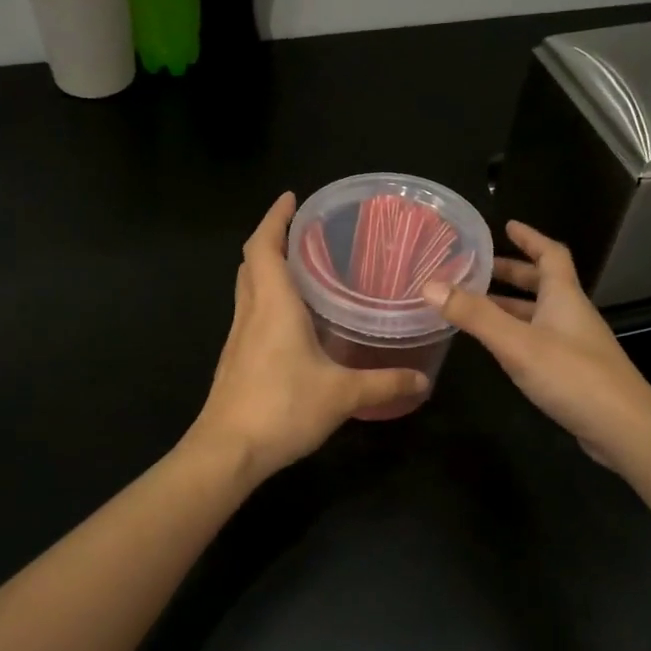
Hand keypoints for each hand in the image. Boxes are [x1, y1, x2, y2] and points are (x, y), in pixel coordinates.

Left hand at [190, 193, 428, 482]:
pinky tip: (292, 321)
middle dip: (272, 239)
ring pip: (248, 288)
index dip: (274, 218)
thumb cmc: (281, 408)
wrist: (227, 451)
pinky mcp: (236, 360)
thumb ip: (384, 383)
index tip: (291, 199)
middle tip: (302, 232)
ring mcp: (239, 337)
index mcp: (273, 305)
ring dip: (267, 269)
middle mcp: (251, 312)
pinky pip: (250, 314)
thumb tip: (424, 380)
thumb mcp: (341, 395)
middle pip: (252, 263)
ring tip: (301, 268)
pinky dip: (266, 300)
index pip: (263, 247)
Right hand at [425, 221, 650, 466]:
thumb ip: (474, 315)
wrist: (624, 429)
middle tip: (478, 268)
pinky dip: (516, 333)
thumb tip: (430, 285)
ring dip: (510, 305)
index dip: (530, 237)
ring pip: (539, 313)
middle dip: (512, 272)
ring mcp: (575, 344)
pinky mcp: (574, 371)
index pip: (550, 254)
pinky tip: (498, 347)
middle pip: (543, 283)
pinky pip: (540, 339)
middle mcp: (571, 314)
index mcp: (563, 296)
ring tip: (474, 305)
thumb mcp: (517, 343)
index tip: (507, 226)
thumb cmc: (572, 376)